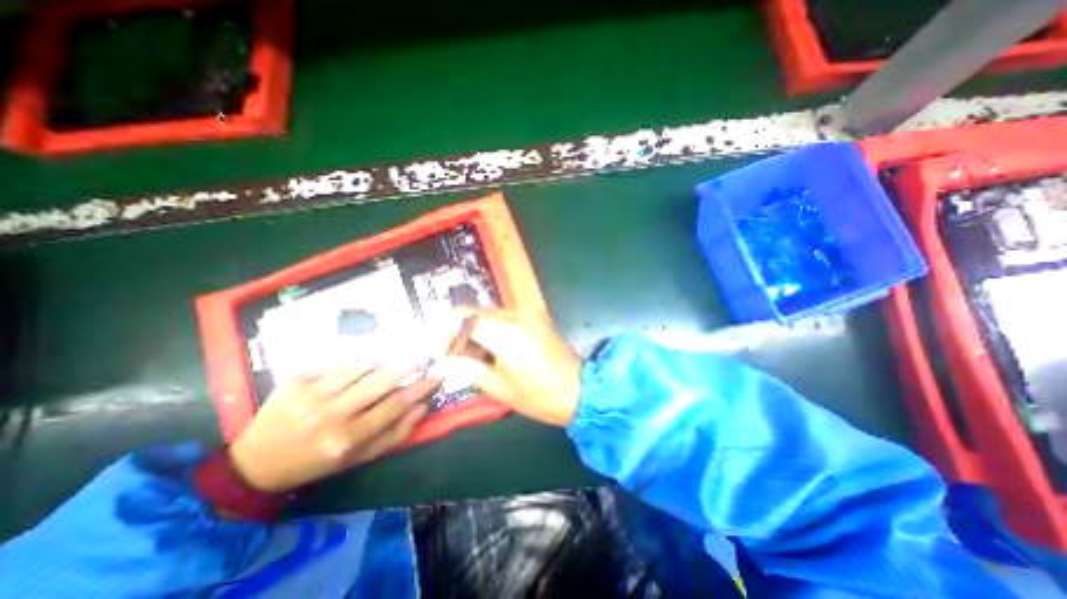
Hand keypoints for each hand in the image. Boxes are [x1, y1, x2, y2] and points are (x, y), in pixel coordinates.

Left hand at [229, 364, 437, 490]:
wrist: (254, 465)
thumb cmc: (315, 462)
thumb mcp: (359, 458)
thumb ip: (394, 434)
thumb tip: (422, 406)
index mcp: (348, 438)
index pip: (395, 405)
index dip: (421, 387)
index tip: (438, 375)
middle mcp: (331, 416)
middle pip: (380, 382)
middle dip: (406, 366)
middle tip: (420, 358)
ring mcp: (311, 396)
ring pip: (358, 366)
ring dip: (380, 359)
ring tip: (389, 359)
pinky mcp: (294, 382)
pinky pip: (332, 362)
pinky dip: (351, 359)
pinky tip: (358, 362)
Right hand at [451, 310, 579, 425]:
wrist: (580, 391)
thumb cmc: (538, 396)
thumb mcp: (498, 387)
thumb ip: (467, 368)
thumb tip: (440, 363)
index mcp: (506, 332)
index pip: (463, 317)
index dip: (446, 332)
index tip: (443, 352)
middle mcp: (516, 314)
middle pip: (475, 312)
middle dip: (460, 332)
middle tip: (455, 357)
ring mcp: (529, 313)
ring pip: (489, 313)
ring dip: (476, 330)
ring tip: (474, 356)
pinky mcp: (536, 316)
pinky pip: (504, 316)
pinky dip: (492, 328)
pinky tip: (493, 349)